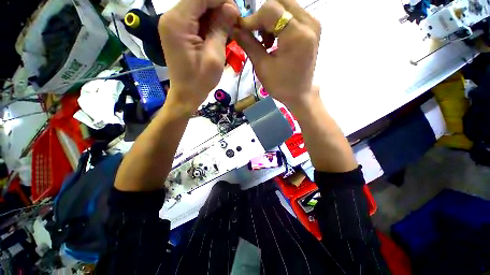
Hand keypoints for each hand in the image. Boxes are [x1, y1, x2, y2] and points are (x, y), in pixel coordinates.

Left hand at [158, 0, 239, 112]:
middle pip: (199, 0)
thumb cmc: (200, 80)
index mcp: (178, 21)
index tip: (237, 13)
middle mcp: (172, 17)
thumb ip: (221, 29)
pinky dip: (209, 24)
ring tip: (227, 31)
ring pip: (198, 9)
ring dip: (215, 17)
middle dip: (219, 8)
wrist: (186, 94)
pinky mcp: (179, 32)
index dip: (221, 0)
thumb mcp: (214, 56)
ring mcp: (174, 24)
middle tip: (234, 23)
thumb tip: (232, 8)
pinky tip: (218, 35)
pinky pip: (196, 20)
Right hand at [233, 0, 320, 108]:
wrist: (299, 94)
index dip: (252, 18)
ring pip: (286, 6)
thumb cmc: (281, 85)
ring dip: (271, 19)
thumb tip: (234, 28)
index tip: (242, 30)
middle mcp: (309, 22)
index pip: (271, 10)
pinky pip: (292, 14)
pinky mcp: (313, 28)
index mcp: (297, 35)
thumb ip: (248, 44)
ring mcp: (313, 23)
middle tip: (255, 35)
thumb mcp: (262, 67)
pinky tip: (275, 39)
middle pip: (279, 3)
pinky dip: (279, 22)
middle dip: (262, 16)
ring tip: (265, 41)